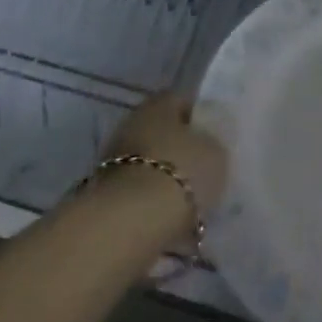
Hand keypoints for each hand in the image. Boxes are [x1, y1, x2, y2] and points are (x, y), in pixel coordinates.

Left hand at [99, 92, 227, 228]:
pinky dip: (151, 199)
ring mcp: (114, 158)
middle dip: (179, 149)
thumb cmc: (181, 172)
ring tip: (188, 198)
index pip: (181, 101)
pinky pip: (138, 190)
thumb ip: (213, 143)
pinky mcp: (105, 192)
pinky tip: (170, 214)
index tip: (214, 137)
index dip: (199, 118)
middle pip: (161, 132)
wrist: (131, 220)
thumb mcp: (216, 153)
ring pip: (148, 162)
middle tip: (202, 168)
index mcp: (159, 103)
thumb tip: (207, 145)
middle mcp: (132, 123)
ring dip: (164, 176)